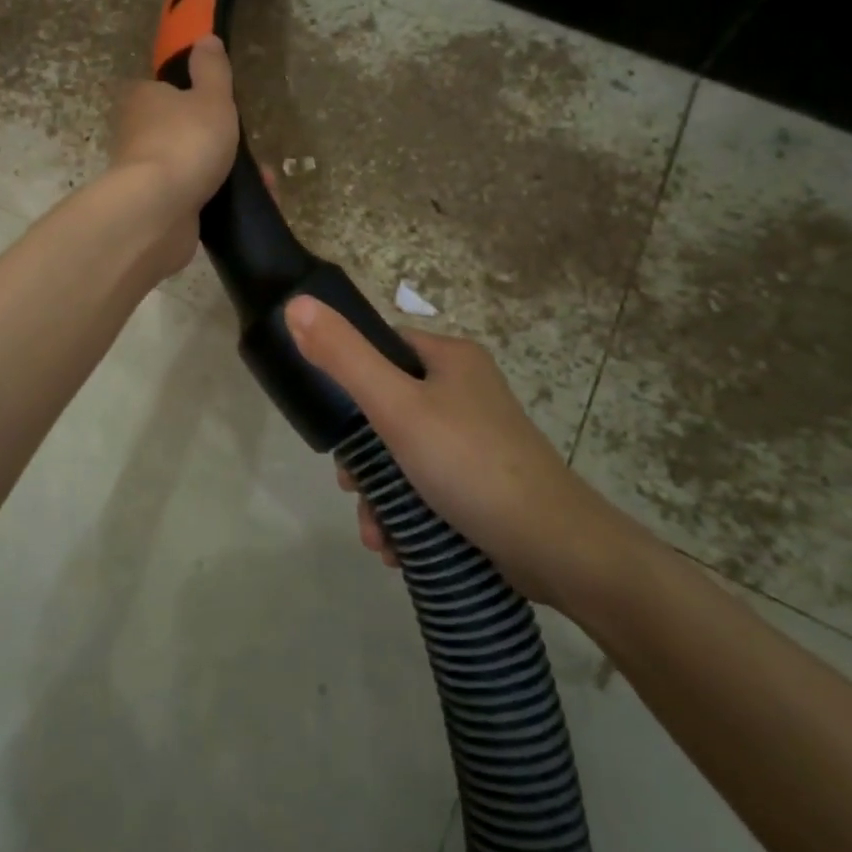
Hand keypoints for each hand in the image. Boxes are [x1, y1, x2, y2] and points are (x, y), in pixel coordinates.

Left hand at [108, 37, 239, 275]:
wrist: (157, 212)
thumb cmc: (186, 142)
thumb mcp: (211, 98)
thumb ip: (212, 70)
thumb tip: (206, 38)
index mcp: (142, 99)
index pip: (166, 90)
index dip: (194, 97)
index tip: (223, 109)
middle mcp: (136, 133)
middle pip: (182, 130)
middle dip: (220, 142)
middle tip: (252, 152)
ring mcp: (144, 173)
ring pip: (192, 166)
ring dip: (226, 174)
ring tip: (263, 182)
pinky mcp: (155, 208)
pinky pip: (194, 197)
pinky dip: (219, 199)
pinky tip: (246, 204)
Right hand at [286, 297, 646, 612]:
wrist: (555, 547)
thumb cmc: (468, 463)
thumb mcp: (396, 407)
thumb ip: (344, 358)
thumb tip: (296, 304)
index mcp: (450, 358)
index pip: (382, 350)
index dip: (349, 384)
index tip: (335, 430)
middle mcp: (464, 389)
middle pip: (388, 409)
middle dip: (363, 460)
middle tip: (352, 489)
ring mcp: (476, 437)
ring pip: (404, 454)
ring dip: (380, 496)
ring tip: (377, 536)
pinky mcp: (482, 480)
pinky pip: (428, 484)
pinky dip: (407, 513)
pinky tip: (398, 547)